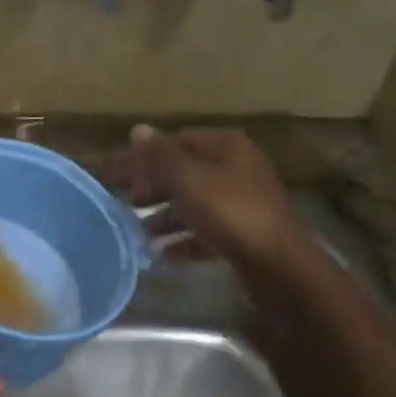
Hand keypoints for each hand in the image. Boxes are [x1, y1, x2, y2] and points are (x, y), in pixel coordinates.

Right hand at [127, 125, 305, 270]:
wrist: (279, 267)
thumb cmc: (230, 212)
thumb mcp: (189, 179)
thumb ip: (161, 155)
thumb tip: (138, 129)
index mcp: (227, 146)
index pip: (176, 140)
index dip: (145, 156)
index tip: (117, 175)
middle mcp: (237, 168)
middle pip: (185, 171)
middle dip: (153, 186)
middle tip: (123, 202)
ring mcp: (243, 202)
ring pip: (195, 203)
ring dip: (166, 215)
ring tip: (137, 231)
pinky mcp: (245, 235)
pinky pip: (207, 232)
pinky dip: (184, 240)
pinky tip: (163, 255)